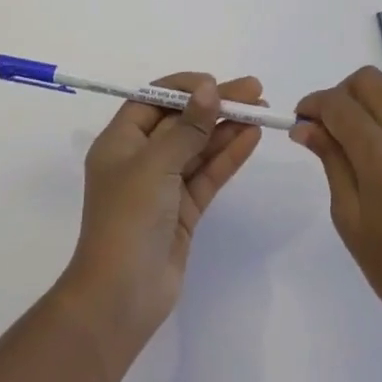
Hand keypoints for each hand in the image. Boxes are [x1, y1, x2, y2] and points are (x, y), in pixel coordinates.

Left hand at [57, 74, 264, 351]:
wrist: (120, 298)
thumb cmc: (128, 220)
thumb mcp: (155, 165)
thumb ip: (187, 127)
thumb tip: (209, 88)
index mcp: (120, 142)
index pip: (153, 100)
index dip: (185, 87)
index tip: (216, 83)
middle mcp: (140, 159)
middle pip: (181, 121)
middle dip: (215, 104)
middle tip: (254, 90)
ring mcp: (163, 186)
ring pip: (198, 147)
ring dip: (227, 128)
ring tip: (261, 110)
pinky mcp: (183, 211)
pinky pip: (207, 174)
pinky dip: (228, 155)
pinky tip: (251, 137)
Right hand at [291, 67, 381, 346]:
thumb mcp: (350, 217)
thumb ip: (330, 161)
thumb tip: (305, 125)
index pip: (339, 104)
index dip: (313, 104)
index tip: (298, 121)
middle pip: (369, 81)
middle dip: (341, 94)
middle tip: (326, 127)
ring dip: (366, 97)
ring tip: (352, 135)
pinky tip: (378, 147)